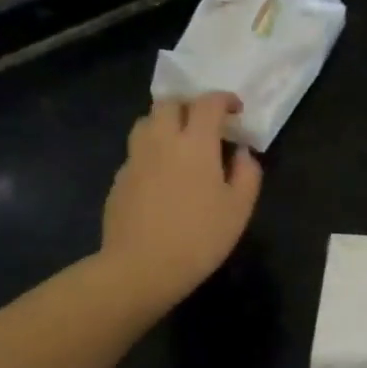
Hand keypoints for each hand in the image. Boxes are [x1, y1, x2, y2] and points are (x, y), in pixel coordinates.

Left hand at [101, 93, 261, 311]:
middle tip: (204, 123)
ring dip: (165, 123)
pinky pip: (136, 152)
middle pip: (169, 103)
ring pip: (146, 123)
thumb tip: (242, 153)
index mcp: (195, 143)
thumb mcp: (239, 209)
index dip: (224, 99)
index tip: (235, 110)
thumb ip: (247, 174)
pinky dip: (151, 153)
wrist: (140, 268)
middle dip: (189, 105)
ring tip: (180, 143)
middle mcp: (161, 141)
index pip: (208, 103)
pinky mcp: (119, 180)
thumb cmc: (199, 237)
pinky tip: (161, 177)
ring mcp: (135, 159)